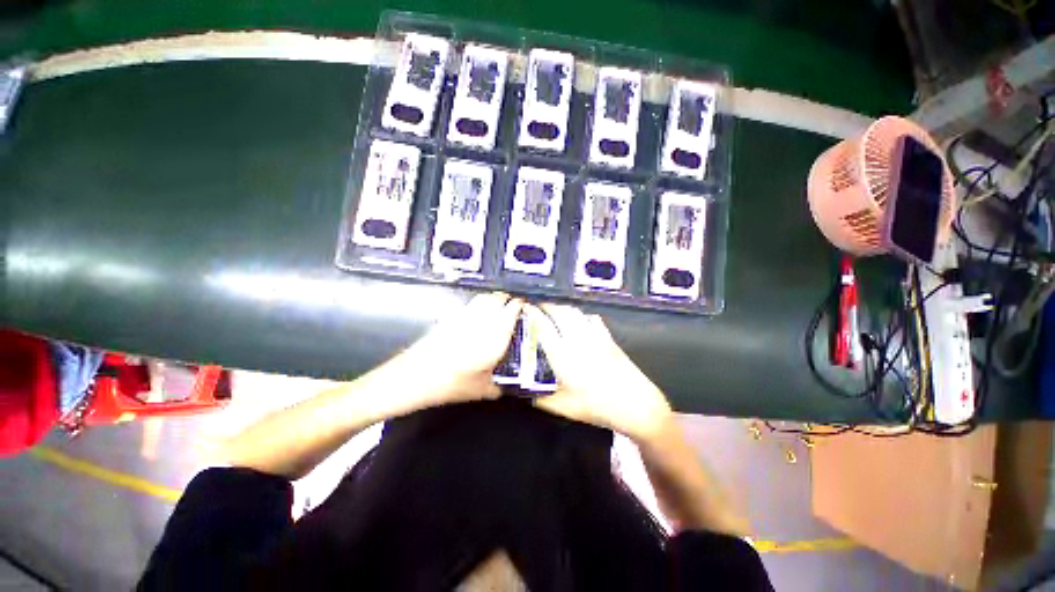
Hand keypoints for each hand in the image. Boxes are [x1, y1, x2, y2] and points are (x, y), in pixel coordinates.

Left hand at [394, 292, 522, 409]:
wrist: (414, 377)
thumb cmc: (452, 384)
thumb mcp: (480, 390)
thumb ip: (498, 387)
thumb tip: (506, 387)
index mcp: (495, 336)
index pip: (512, 310)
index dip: (520, 305)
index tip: (525, 308)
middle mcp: (482, 321)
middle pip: (498, 298)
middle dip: (507, 299)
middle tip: (512, 307)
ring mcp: (465, 317)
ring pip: (484, 298)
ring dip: (493, 300)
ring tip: (497, 309)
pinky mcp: (451, 318)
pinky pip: (470, 305)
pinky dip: (479, 306)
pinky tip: (477, 318)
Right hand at [526, 303, 673, 442]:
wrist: (636, 404)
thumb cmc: (597, 407)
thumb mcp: (564, 408)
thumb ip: (540, 398)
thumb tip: (523, 391)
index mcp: (563, 355)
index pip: (543, 327)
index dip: (532, 314)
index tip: (524, 308)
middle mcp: (577, 340)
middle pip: (560, 312)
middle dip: (546, 306)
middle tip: (537, 308)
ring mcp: (595, 336)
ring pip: (575, 312)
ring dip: (562, 308)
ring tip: (554, 311)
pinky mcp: (608, 338)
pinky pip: (592, 318)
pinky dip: (581, 315)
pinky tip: (579, 321)